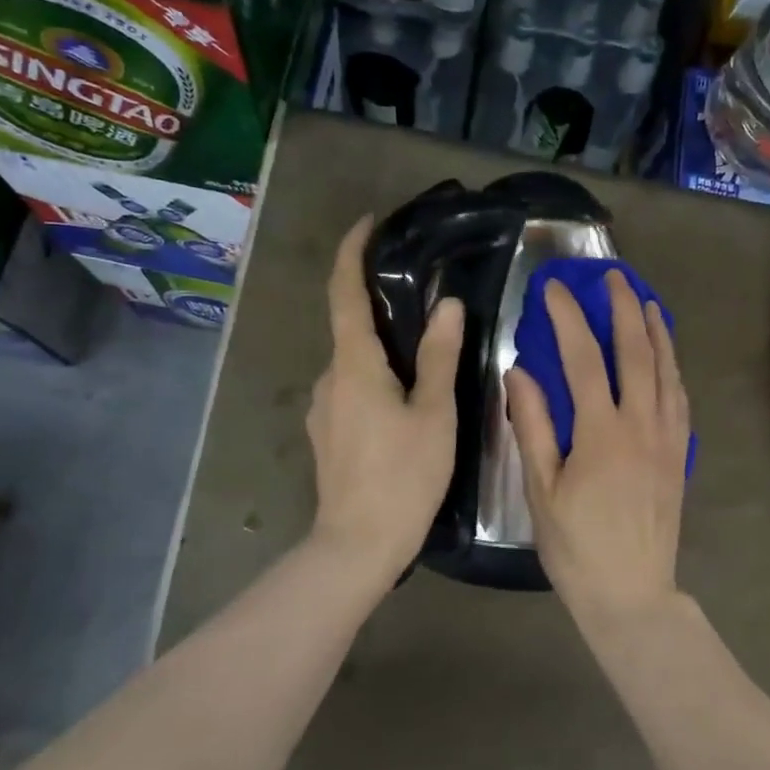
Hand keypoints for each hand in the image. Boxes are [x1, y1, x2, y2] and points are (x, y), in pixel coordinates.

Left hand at [306, 216, 464, 585]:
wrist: (357, 545)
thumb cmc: (403, 477)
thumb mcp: (433, 414)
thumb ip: (438, 356)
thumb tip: (446, 305)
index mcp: (354, 365)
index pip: (343, 292)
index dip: (351, 252)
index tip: (367, 223)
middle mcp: (329, 378)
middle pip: (350, 328)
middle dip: (379, 307)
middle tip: (423, 303)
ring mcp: (323, 408)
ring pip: (354, 363)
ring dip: (382, 350)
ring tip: (424, 359)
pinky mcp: (327, 433)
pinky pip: (352, 389)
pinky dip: (375, 378)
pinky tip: (405, 402)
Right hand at [505, 271, 691, 628]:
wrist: (632, 593)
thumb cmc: (577, 547)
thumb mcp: (542, 490)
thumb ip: (533, 426)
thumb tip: (519, 372)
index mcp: (602, 433)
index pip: (584, 358)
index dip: (569, 317)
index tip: (554, 288)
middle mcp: (642, 426)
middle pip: (637, 352)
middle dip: (624, 308)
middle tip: (613, 276)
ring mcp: (668, 439)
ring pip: (667, 371)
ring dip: (657, 331)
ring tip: (647, 301)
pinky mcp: (680, 456)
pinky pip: (680, 399)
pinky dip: (673, 369)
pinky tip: (666, 359)